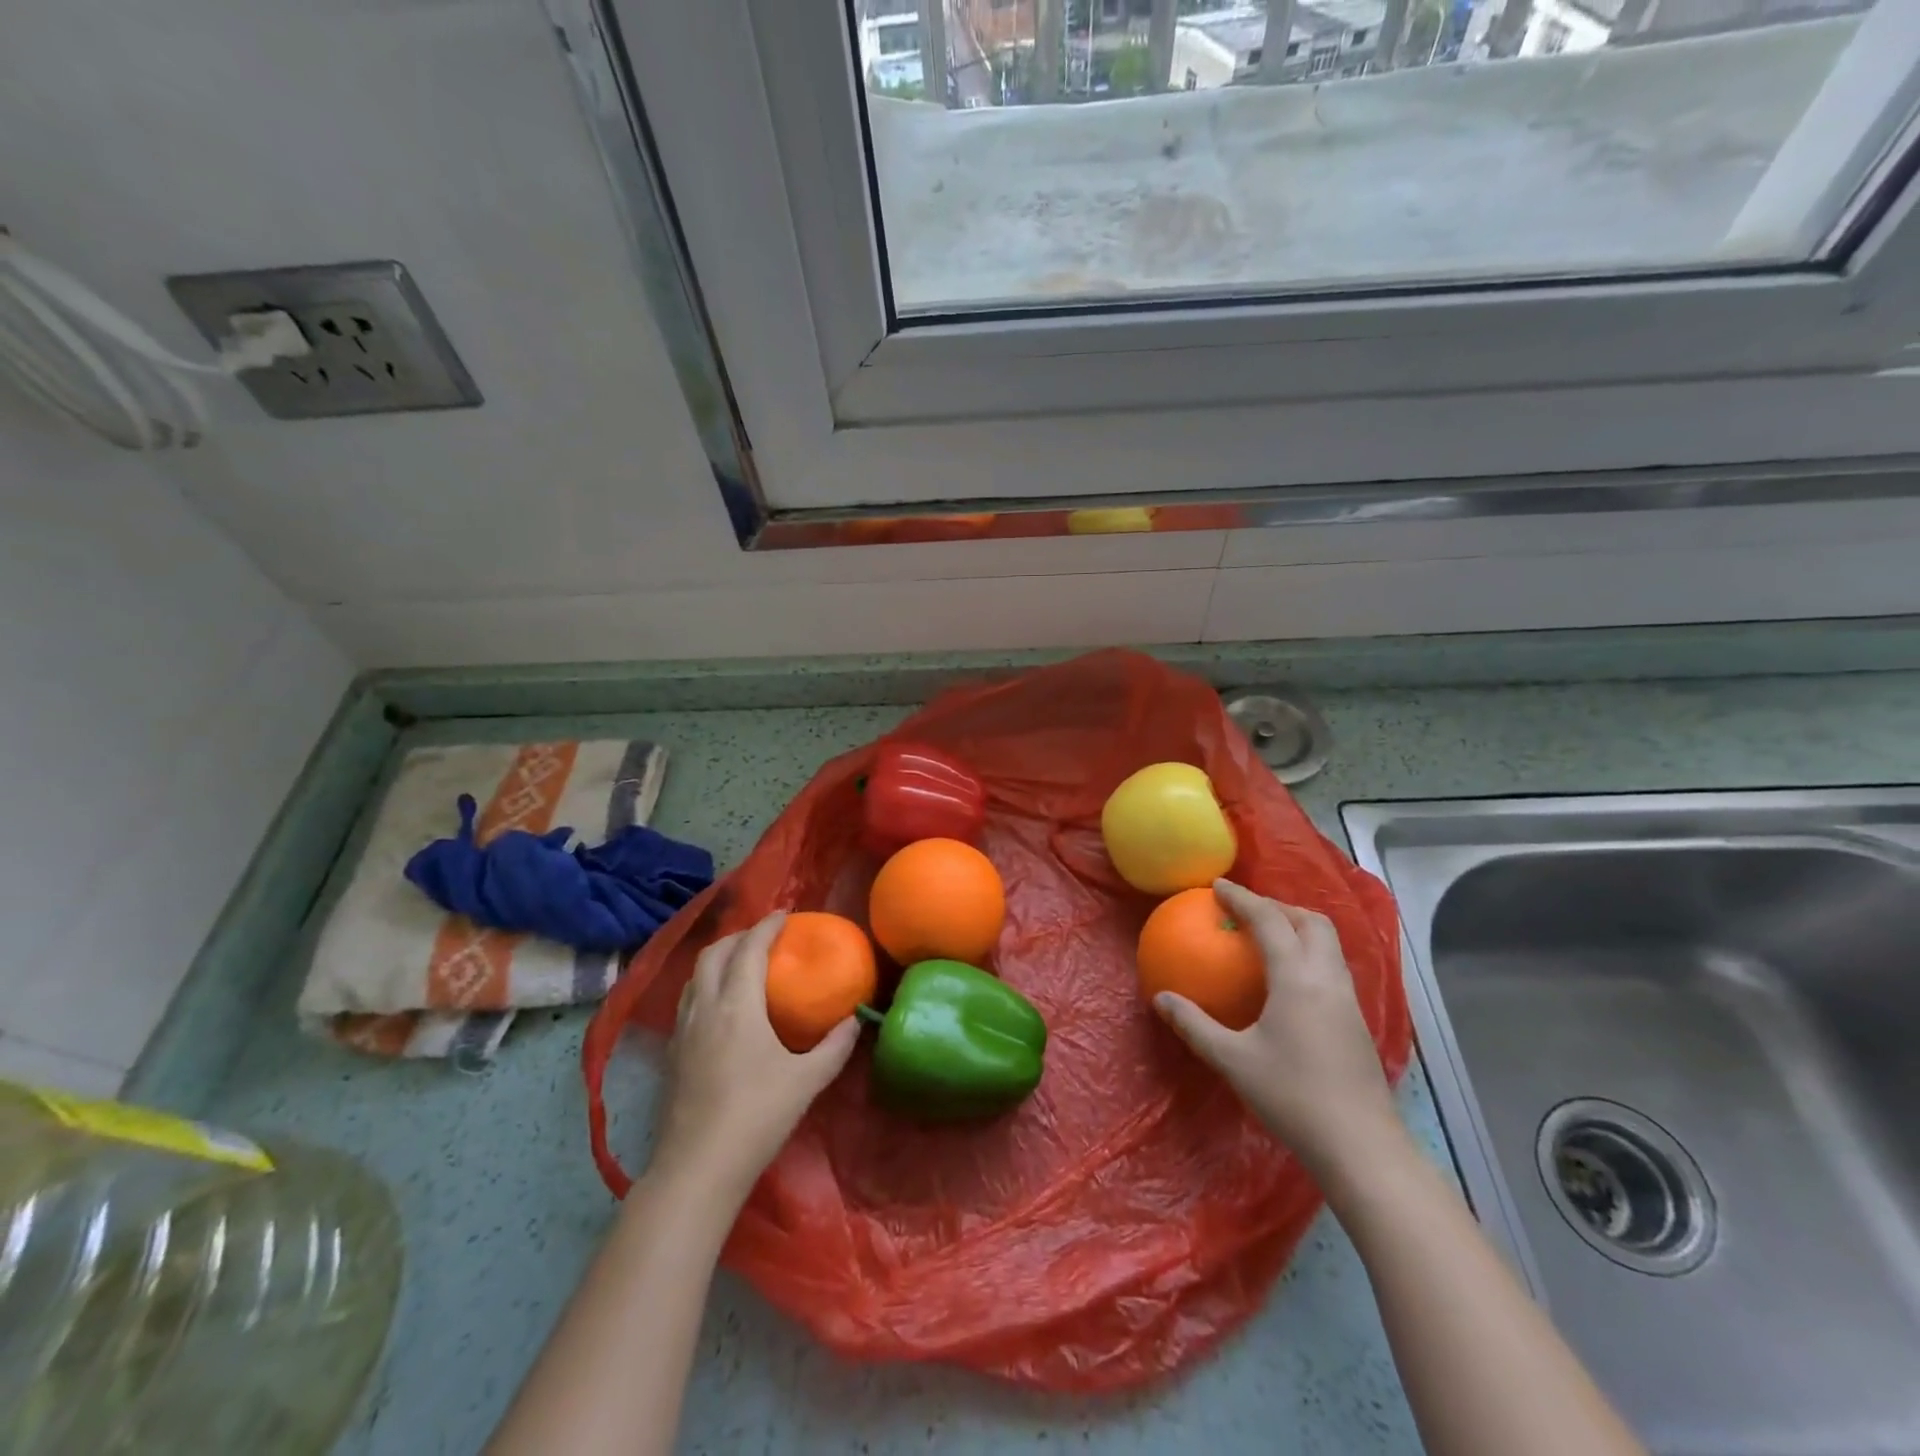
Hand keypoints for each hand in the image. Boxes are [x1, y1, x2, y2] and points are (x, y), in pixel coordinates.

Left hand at [649, 912, 858, 1202]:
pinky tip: (719, 1006)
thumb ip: (835, 1046)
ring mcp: (682, 1029)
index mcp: (737, 1005)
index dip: (767, 926)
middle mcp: (705, 1006)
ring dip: (718, 958)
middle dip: (739, 936)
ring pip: (695, 975)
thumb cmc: (757, 1116)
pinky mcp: (671, 1053)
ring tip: (740, 963)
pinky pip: (687, 999)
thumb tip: (854, 1020)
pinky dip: (705, 984)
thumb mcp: (808, 1081)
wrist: (697, 1168)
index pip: (750, 949)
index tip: (784, 915)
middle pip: (714, 953)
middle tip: (764, 937)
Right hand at [1154, 880, 1404, 1184]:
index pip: (1270, 921)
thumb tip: (1161, 999)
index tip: (1218, 887)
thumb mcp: (1233, 1060)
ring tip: (1268, 937)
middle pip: (1312, 922)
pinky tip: (1289, 981)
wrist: (1361, 1147)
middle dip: (1279, 906)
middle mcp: (1328, 979)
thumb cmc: (1292, 1097)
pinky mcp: (1356, 1021)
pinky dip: (1309, 954)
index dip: (1243, 898)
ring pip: (1328, 944)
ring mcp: (1348, 1000)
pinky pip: (1332, 967)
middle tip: (1247, 911)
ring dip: (1298, 928)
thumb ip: (1195, 1025)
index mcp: (1297, 979)